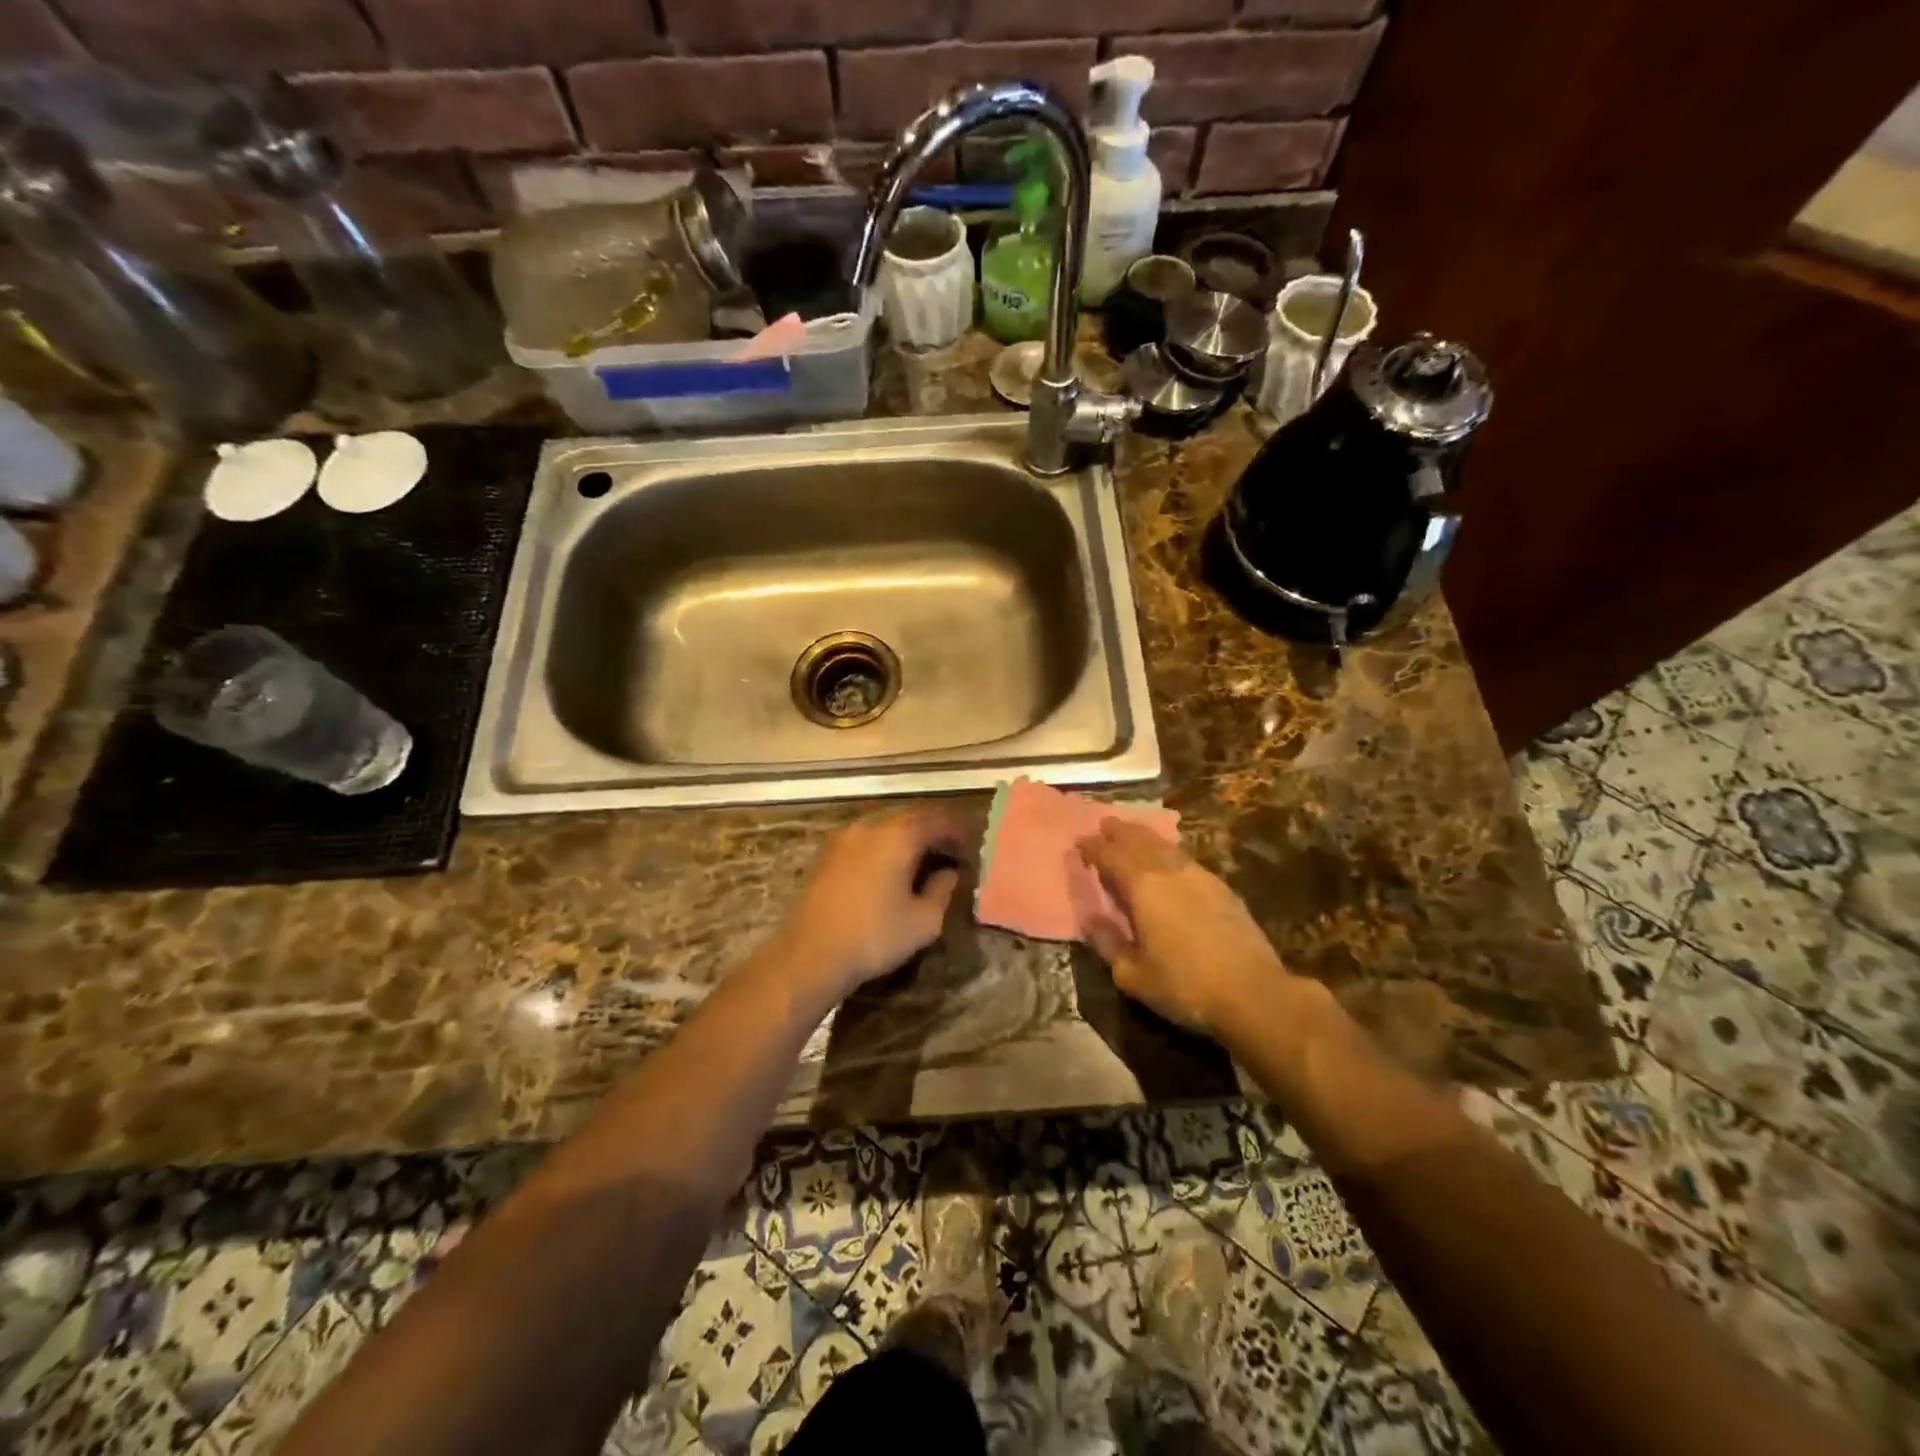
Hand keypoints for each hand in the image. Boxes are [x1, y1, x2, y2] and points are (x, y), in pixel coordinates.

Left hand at [773, 808, 968, 997]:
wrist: (809, 955)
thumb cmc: (874, 937)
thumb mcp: (923, 921)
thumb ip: (942, 890)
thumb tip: (948, 873)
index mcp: (898, 836)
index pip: (937, 820)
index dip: (957, 831)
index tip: (970, 847)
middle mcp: (870, 826)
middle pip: (909, 818)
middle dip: (932, 832)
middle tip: (949, 852)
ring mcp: (843, 838)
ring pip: (884, 828)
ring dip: (906, 839)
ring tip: (920, 862)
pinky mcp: (826, 855)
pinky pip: (865, 840)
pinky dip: (883, 848)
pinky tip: (888, 870)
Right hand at [1075, 821, 1286, 1036]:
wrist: (1253, 993)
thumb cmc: (1184, 986)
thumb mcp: (1132, 974)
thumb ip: (1107, 942)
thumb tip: (1091, 919)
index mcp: (1141, 886)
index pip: (1110, 855)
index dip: (1092, 847)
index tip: (1079, 842)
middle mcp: (1168, 870)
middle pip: (1138, 840)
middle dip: (1118, 831)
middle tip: (1105, 825)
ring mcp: (1198, 875)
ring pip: (1164, 845)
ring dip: (1144, 837)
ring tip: (1132, 834)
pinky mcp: (1221, 887)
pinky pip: (1184, 858)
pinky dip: (1168, 852)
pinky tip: (1168, 861)